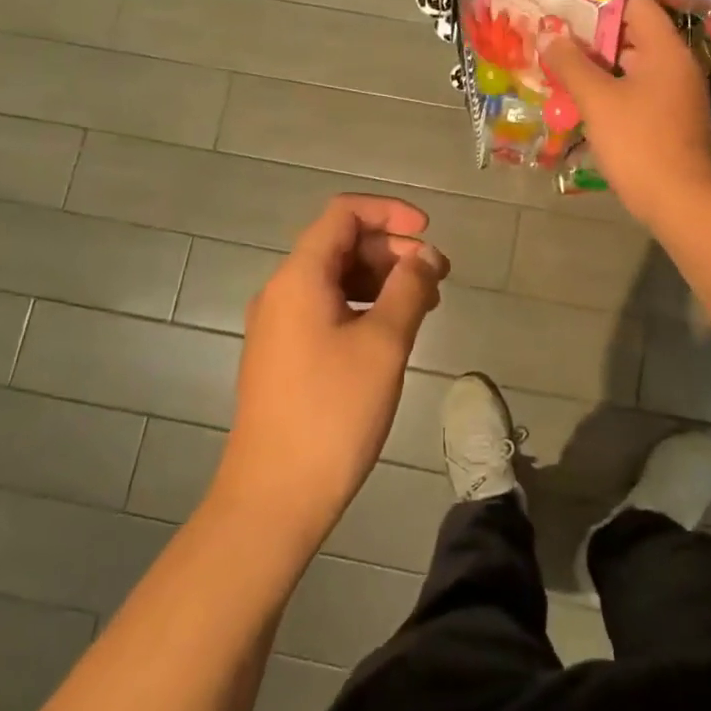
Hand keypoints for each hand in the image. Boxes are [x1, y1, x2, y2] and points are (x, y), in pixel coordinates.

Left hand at [214, 195, 449, 546]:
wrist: (273, 497)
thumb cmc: (333, 412)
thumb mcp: (384, 344)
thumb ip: (410, 288)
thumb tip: (427, 255)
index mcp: (299, 277)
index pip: (343, 214)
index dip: (389, 212)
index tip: (428, 232)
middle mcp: (282, 290)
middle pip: (340, 244)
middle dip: (392, 249)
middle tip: (437, 276)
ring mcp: (279, 324)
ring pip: (335, 278)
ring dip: (381, 279)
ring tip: (425, 303)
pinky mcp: (284, 354)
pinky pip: (327, 308)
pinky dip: (363, 305)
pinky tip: (393, 330)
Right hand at [542, 0, 710, 225]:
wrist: (679, 201)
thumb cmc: (638, 142)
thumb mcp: (597, 100)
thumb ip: (570, 64)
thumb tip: (548, 36)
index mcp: (665, 50)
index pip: (637, 4)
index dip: (601, 3)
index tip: (567, 11)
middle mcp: (676, 65)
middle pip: (632, 34)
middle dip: (592, 37)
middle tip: (555, 41)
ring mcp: (675, 93)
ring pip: (631, 66)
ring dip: (598, 67)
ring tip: (560, 69)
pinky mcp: (669, 119)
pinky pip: (637, 91)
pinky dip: (611, 90)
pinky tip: (582, 101)